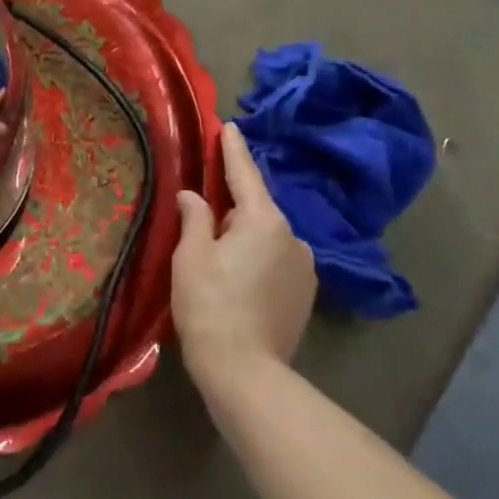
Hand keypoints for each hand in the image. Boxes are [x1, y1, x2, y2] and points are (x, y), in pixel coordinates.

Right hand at [172, 120, 317, 391]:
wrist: (245, 372)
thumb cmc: (210, 303)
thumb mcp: (191, 255)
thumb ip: (195, 217)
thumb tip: (193, 196)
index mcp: (264, 220)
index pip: (244, 174)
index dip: (233, 149)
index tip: (230, 126)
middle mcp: (293, 237)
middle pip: (256, 208)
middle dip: (232, 206)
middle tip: (203, 215)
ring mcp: (305, 268)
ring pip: (268, 237)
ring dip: (246, 237)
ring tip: (218, 258)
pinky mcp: (306, 295)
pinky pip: (277, 262)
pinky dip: (258, 260)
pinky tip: (238, 281)